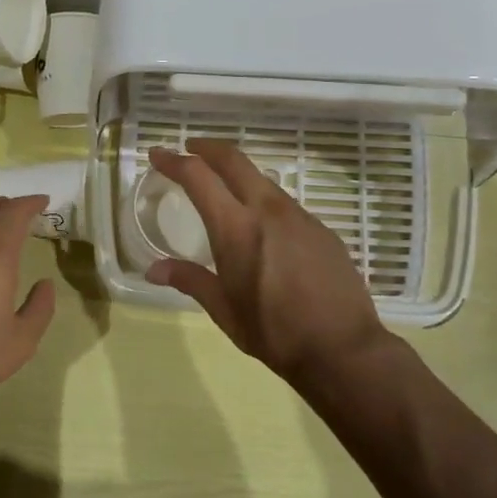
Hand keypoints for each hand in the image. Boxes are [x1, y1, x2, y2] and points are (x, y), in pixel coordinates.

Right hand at [147, 141, 391, 389]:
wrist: (343, 349)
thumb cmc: (274, 332)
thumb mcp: (224, 310)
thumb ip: (190, 280)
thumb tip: (154, 269)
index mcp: (236, 228)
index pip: (198, 177)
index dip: (174, 161)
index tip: (158, 155)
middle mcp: (268, 210)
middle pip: (234, 160)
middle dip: (207, 148)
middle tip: (190, 149)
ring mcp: (299, 216)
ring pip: (262, 180)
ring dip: (238, 176)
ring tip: (225, 190)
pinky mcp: (322, 229)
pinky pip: (285, 204)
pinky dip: (264, 201)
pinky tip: (264, 228)